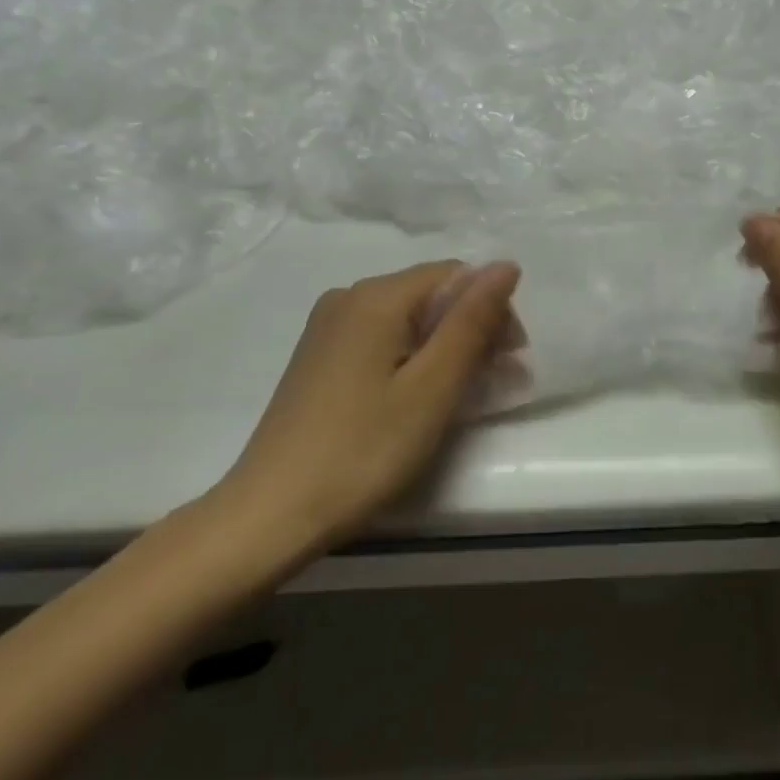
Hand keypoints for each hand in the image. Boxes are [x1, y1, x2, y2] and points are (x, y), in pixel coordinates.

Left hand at [207, 260, 520, 574]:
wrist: (268, 515)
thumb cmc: (362, 451)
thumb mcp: (432, 388)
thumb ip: (471, 322)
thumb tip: (506, 264)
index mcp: (377, 296)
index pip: (456, 276)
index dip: (492, 310)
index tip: (510, 360)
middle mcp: (349, 297)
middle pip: (431, 294)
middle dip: (471, 329)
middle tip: (495, 383)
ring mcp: (328, 327)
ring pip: (407, 319)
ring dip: (444, 348)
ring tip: (462, 396)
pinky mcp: (319, 357)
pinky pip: (381, 339)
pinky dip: (412, 359)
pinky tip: (417, 398)